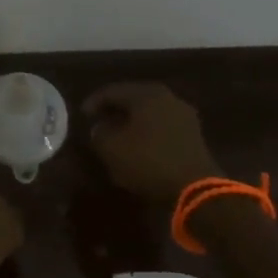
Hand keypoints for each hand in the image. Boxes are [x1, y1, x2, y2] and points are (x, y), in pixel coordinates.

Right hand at [83, 82, 222, 205]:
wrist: (194, 186)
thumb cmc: (148, 161)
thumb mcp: (112, 149)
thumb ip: (100, 134)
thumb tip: (100, 128)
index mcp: (147, 94)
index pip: (114, 91)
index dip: (94, 102)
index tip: (82, 115)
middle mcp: (168, 98)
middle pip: (134, 99)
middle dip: (115, 111)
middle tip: (99, 123)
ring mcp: (184, 115)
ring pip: (149, 113)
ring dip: (132, 123)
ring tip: (117, 137)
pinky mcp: (193, 135)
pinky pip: (162, 127)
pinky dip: (147, 133)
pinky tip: (139, 147)